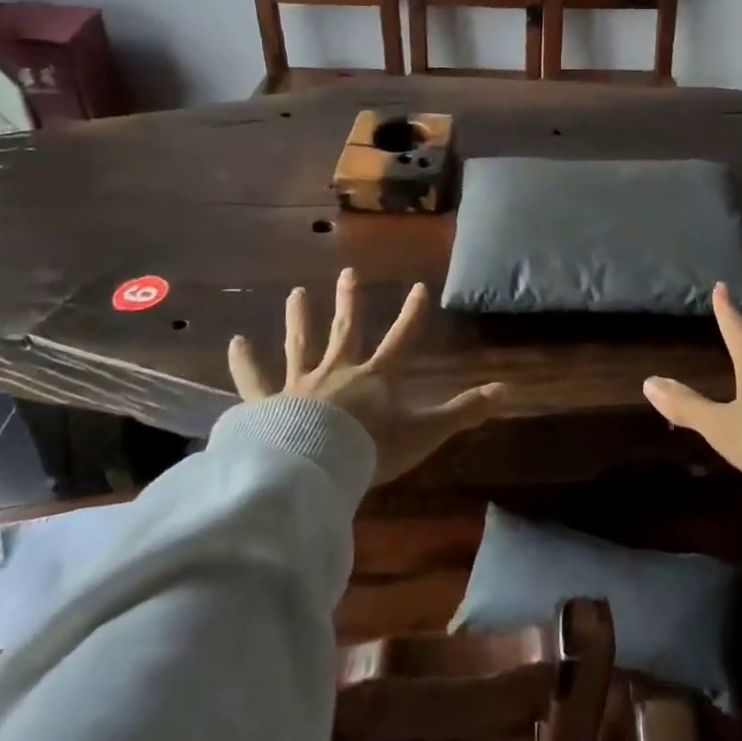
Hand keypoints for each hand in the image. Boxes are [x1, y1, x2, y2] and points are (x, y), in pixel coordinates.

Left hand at [228, 268, 505, 486]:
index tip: (419, 287)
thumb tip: (508, 391)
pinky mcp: (268, 404)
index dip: (413, 314)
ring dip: (299, 319)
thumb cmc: (372, 448)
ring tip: (295, 293)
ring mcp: (300, 385)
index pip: (402, 338)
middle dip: (348, 302)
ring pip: (300, 344)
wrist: (314, 466)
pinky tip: (234, 342)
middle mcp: (338, 371)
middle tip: (347, 274)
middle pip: (345, 330)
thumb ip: (464, 411)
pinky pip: (254, 381)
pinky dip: (244, 362)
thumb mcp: (426, 432)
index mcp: (376, 377)